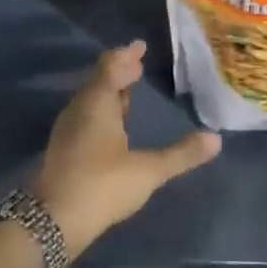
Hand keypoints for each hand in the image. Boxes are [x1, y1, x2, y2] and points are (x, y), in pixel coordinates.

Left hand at [31, 41, 220, 256]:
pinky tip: (113, 125)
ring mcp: (69, 129)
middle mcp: (80, 109)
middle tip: (138, 64)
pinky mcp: (65, 148)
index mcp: (98, 103)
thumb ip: (181, 155)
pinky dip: (103, 109)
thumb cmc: (101, 185)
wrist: (51, 221)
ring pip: (91, 99)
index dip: (126, 55)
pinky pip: (86, 115)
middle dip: (119, 70)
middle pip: (99, 80)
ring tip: (128, 89)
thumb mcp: (147, 171)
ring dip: (110, 90)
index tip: (140, 46)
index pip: (111, 66)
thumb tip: (216, 139)